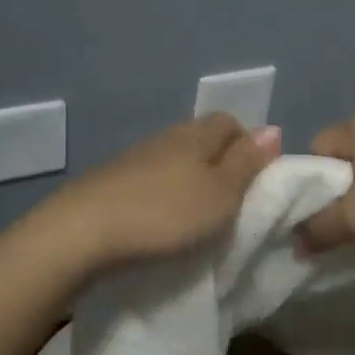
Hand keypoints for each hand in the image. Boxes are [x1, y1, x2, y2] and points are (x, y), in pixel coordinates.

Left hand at [41, 113, 279, 271]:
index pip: (231, 122)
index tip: (253, 183)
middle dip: (220, 164)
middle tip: (229, 203)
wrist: (82, 232)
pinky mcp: (112, 180)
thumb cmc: (164, 214)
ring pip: (176, 159)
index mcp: (197, 134)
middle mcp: (167, 136)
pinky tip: (160, 220)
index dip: (248, 146)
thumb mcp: (221, 194)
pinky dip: (163, 194)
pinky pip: (151, 178)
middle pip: (203, 139)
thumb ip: (247, 162)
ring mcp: (135, 156)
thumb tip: (273, 128)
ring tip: (196, 216)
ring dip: (190, 180)